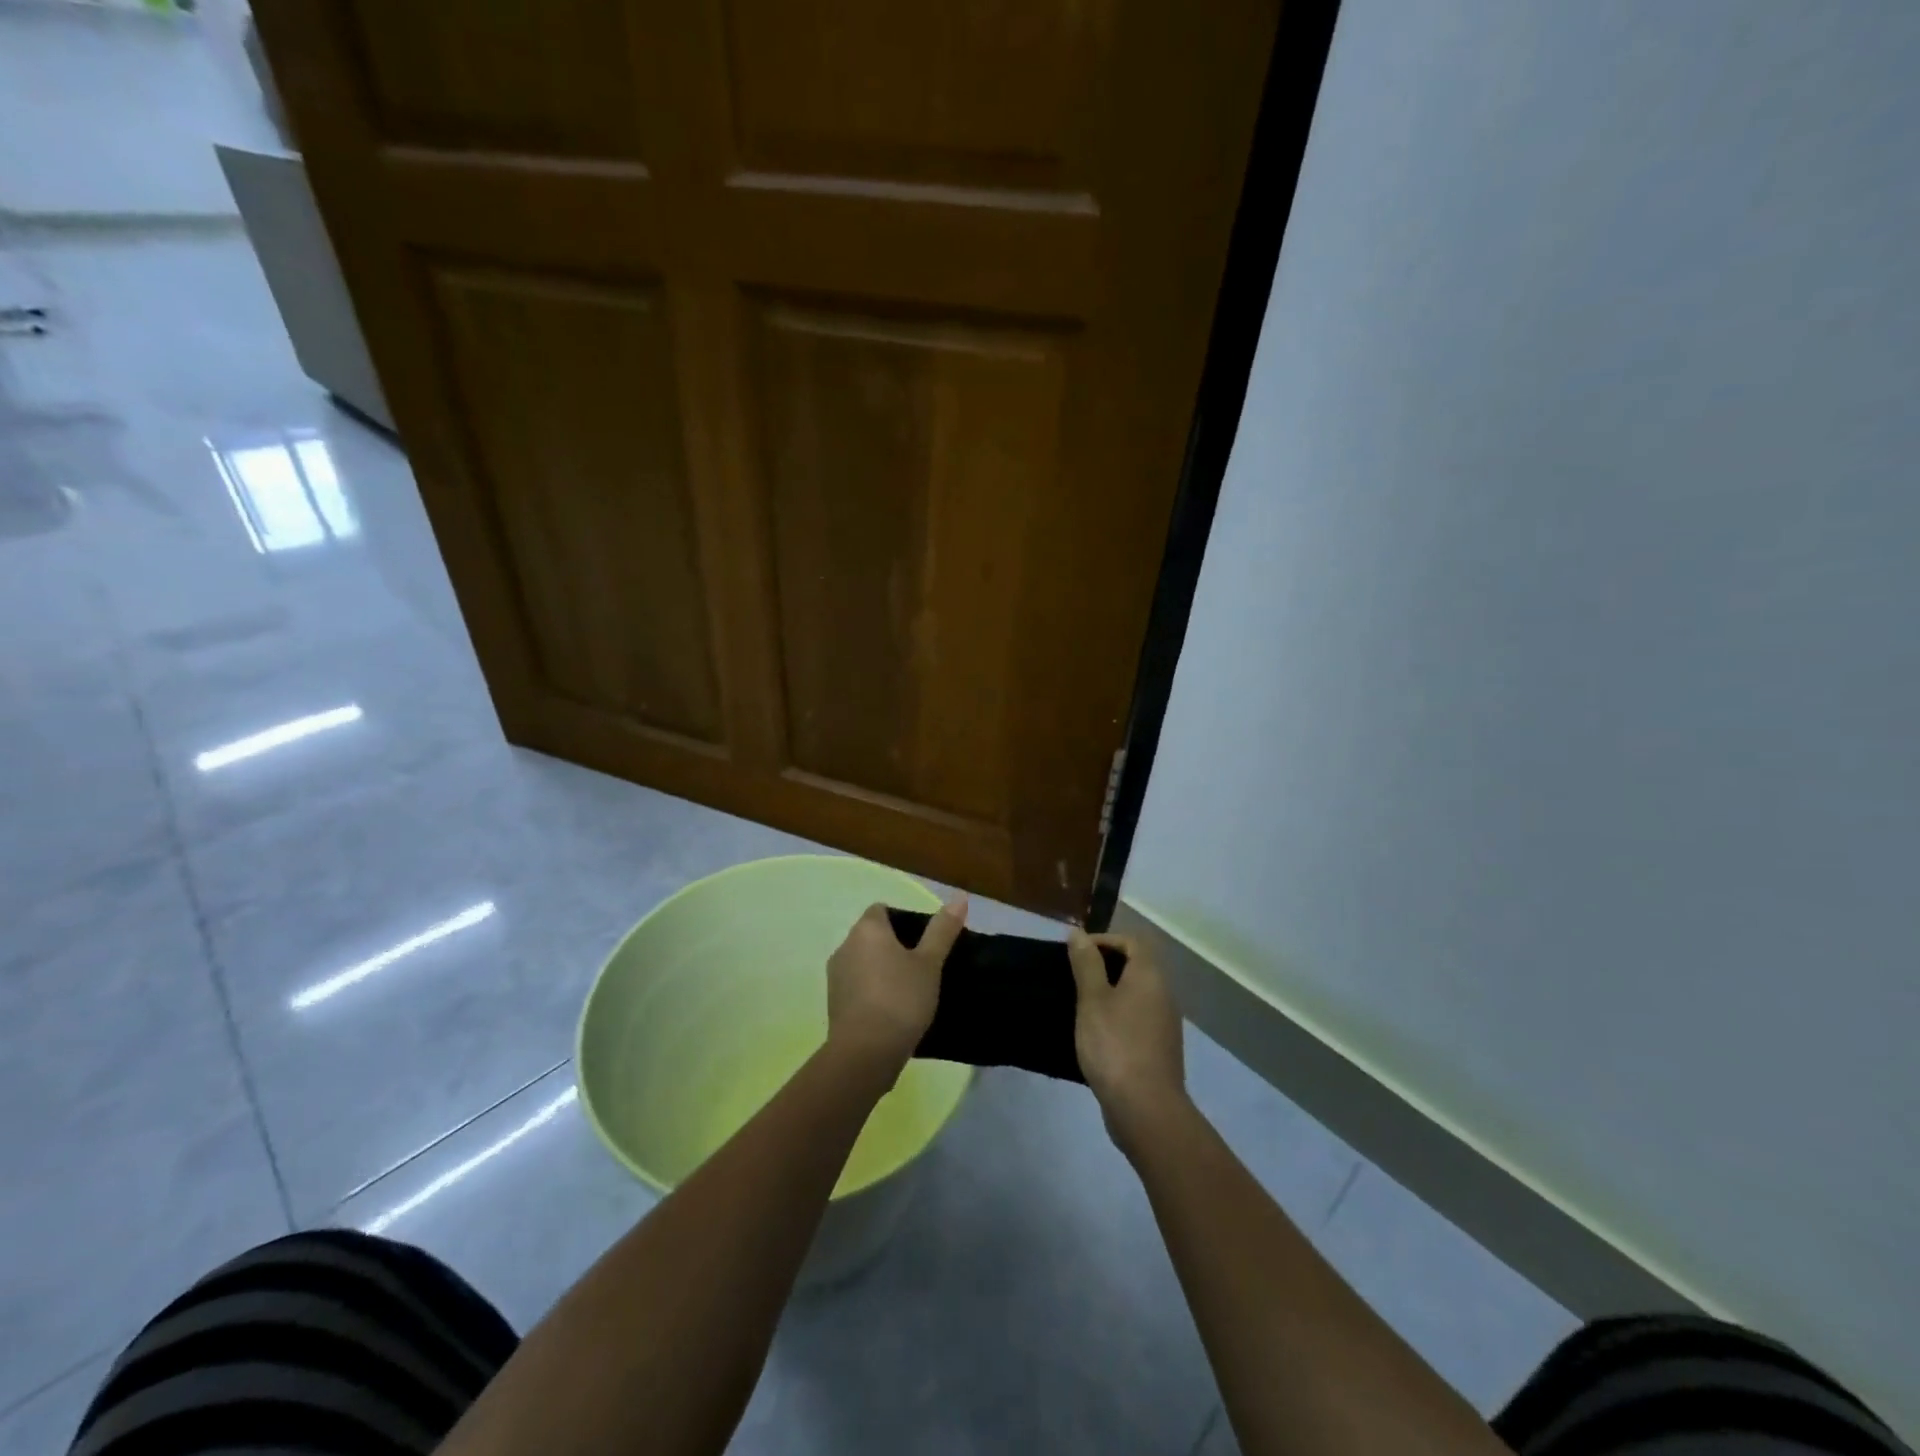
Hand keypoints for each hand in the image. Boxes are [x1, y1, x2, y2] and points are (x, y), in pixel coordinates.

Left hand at [826, 896, 967, 1072]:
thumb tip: (960, 897)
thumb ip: (942, 930)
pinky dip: (873, 991)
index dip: (903, 920)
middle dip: (895, 947)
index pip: (882, 910)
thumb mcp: (930, 963)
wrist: (865, 1053)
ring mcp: (836, 976)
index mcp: (867, 929)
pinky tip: (893, 1011)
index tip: (925, 941)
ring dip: (883, 970)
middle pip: (873, 936)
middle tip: (924, 966)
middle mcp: (845, 946)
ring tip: (911, 990)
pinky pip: (858, 986)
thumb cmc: (900, 999)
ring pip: (864, 962)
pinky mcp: (834, 1003)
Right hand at [1068, 930, 1187, 1154]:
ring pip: (1136, 994)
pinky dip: (1117, 1016)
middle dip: (1105, 965)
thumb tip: (1079, 933)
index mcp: (1150, 976)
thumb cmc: (1115, 1045)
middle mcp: (1163, 994)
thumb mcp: (1092, 1000)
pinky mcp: (1159, 1049)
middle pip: (1136, 965)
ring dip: (1110, 992)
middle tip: (1074, 977)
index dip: (1104, 940)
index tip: (1076, 954)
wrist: (1145, 1109)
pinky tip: (1095, 1033)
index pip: (1132, 941)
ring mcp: (1164, 1024)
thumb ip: (1086, 964)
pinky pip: (1137, 1018)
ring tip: (1080, 1004)